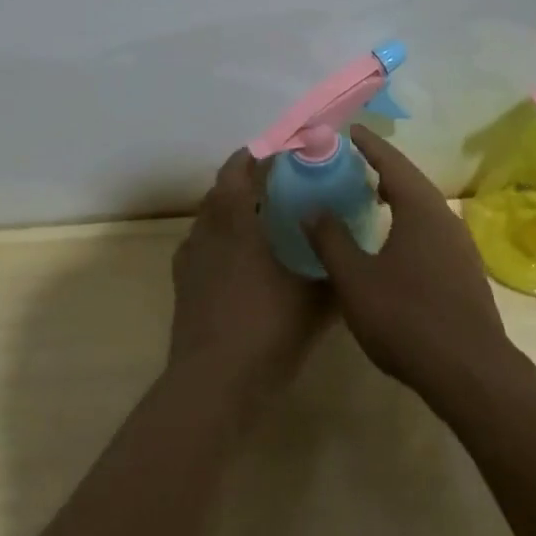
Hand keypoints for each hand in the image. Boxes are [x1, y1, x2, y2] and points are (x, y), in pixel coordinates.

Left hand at [168, 149, 328, 406]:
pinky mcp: (182, 281)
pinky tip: (241, 260)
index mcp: (238, 219)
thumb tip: (352, 256)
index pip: (243, 167)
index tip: (288, 152)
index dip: (264, 154)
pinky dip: (220, 238)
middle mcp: (209, 227)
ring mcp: (191, 255)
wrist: (214, 383)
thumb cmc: (267, 329)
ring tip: (263, 219)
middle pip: (223, 187)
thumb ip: (335, 272)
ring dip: (232, 207)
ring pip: (210, 215)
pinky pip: (202, 244)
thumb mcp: (316, 302)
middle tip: (281, 183)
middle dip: (248, 178)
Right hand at [305, 127, 514, 401]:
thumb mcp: (355, 280)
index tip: (350, 129)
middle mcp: (444, 216)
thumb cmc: (406, 318)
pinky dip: (408, 219)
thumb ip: (331, 240)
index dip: (368, 144)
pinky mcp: (465, 269)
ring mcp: (460, 244)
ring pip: (423, 206)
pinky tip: (394, 240)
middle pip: (410, 180)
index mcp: (419, 208)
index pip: (391, 161)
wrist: (470, 372)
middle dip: (381, 167)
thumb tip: (312, 207)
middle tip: (352, 162)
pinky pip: (432, 228)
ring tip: (369, 195)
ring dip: (397, 194)